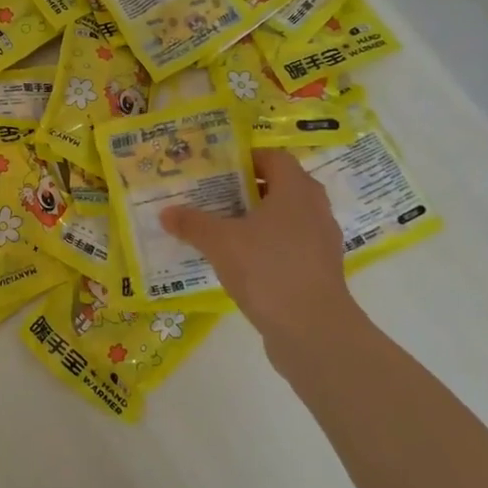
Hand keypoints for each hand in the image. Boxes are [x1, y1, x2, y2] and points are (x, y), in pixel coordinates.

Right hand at [160, 149, 356, 346]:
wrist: (312, 329)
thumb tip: (166, 213)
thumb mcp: (220, 242)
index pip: (274, 158)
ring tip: (223, 229)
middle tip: (214, 196)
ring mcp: (321, 242)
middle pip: (281, 187)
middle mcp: (314, 209)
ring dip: (257, 220)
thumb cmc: (267, 269)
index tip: (218, 168)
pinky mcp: (319, 270)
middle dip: (248, 189)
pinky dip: (267, 247)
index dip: (247, 158)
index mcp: (296, 191)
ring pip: (286, 218)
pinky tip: (241, 262)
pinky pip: (290, 246)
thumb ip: (192, 224)